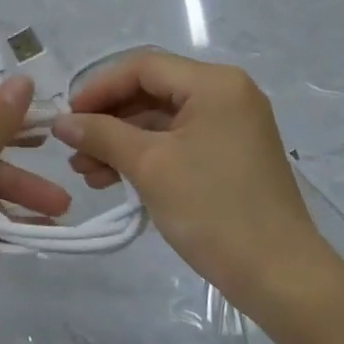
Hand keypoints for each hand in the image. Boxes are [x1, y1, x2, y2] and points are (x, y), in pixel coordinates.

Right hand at [53, 51, 336, 316]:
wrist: (281, 277)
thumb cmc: (213, 210)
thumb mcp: (150, 166)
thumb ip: (102, 135)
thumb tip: (62, 122)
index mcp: (214, 84)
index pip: (143, 67)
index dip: (99, 88)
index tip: (67, 117)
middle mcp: (227, 93)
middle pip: (152, 91)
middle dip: (109, 120)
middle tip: (74, 150)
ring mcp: (233, 125)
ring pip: (162, 119)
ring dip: (122, 141)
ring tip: (88, 173)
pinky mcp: (232, 154)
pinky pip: (179, 141)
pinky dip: (147, 156)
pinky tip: (117, 179)